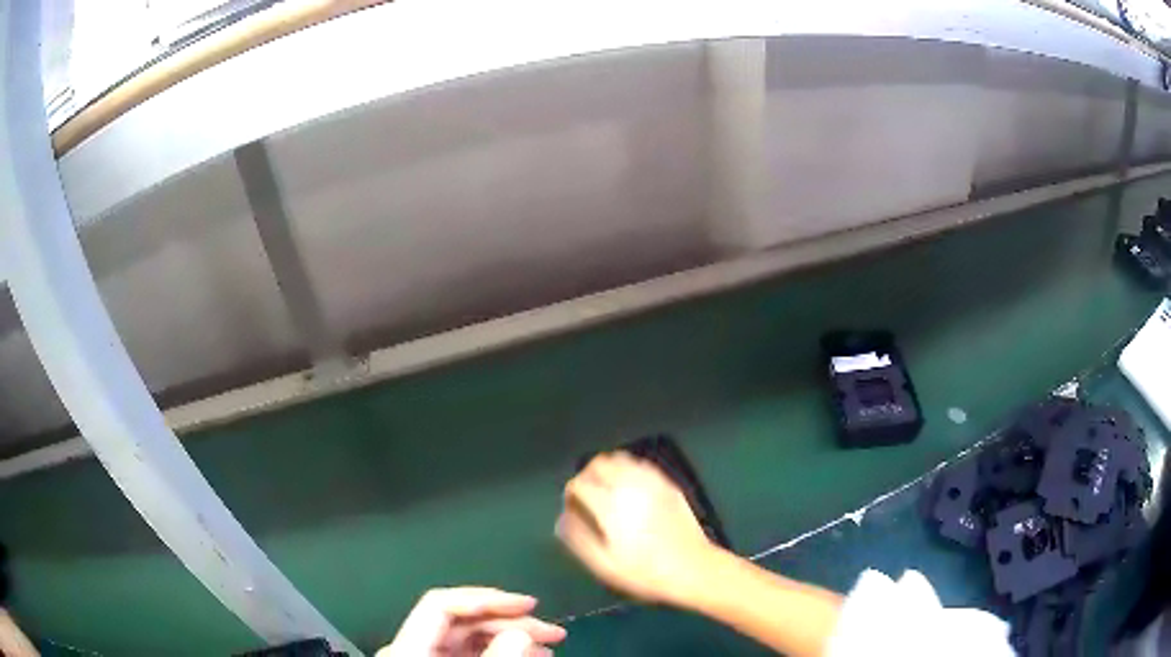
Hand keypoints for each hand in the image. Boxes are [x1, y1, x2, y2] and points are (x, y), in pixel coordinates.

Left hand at [377, 587, 565, 656]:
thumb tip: (521, 632)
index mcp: (409, 648)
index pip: (443, 605)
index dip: (487, 599)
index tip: (531, 606)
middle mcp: (413, 649)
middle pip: (461, 621)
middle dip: (510, 622)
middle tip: (554, 633)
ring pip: (468, 638)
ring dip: (510, 637)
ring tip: (548, 647)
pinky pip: (469, 654)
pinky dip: (499, 652)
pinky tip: (526, 656)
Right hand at [556, 451, 718, 606]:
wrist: (694, 568)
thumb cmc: (645, 572)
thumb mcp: (605, 565)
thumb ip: (579, 539)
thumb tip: (561, 519)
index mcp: (611, 505)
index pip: (580, 483)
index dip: (571, 493)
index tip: (572, 507)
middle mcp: (630, 486)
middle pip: (600, 463)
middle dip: (587, 475)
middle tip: (587, 495)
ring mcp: (652, 483)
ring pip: (621, 460)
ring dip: (609, 470)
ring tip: (607, 491)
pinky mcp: (669, 485)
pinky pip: (642, 466)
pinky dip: (629, 471)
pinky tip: (631, 490)